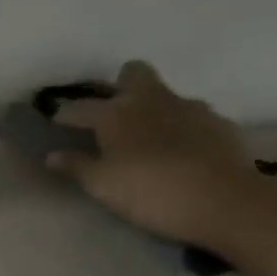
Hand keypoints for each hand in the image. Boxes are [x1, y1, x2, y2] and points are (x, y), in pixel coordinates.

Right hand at [47, 59, 256, 245]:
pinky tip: (185, 154)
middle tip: (115, 115)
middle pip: (133, 73)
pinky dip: (184, 130)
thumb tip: (52, 156)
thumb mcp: (104, 186)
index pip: (81, 107)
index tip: (57, 121)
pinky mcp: (220, 124)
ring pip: (166, 95)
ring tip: (153, 140)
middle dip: (121, 86)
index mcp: (116, 113)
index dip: (66, 114)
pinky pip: (194, 118)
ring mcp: (190, 107)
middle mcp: (152, 99)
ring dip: (155, 110)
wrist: (224, 202)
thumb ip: (77, 167)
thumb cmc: (151, 193)